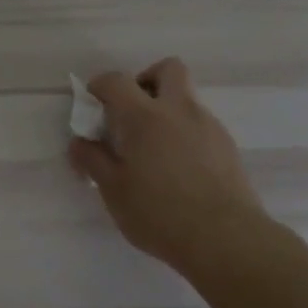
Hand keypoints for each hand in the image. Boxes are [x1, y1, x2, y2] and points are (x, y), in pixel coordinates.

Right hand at [69, 58, 272, 275]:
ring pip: (186, 99)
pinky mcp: (227, 147)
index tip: (92, 106)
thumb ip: (93, 160)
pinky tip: (177, 169)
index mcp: (145, 116)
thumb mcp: (113, 190)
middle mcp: (180, 111)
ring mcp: (209, 126)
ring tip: (152, 151)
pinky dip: (184, 134)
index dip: (99, 86)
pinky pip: (201, 125)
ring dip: (166, 110)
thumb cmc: (159, 213)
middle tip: (132, 112)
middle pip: (168, 69)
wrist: (225, 239)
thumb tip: (79, 141)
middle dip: (146, 80)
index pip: (116, 81)